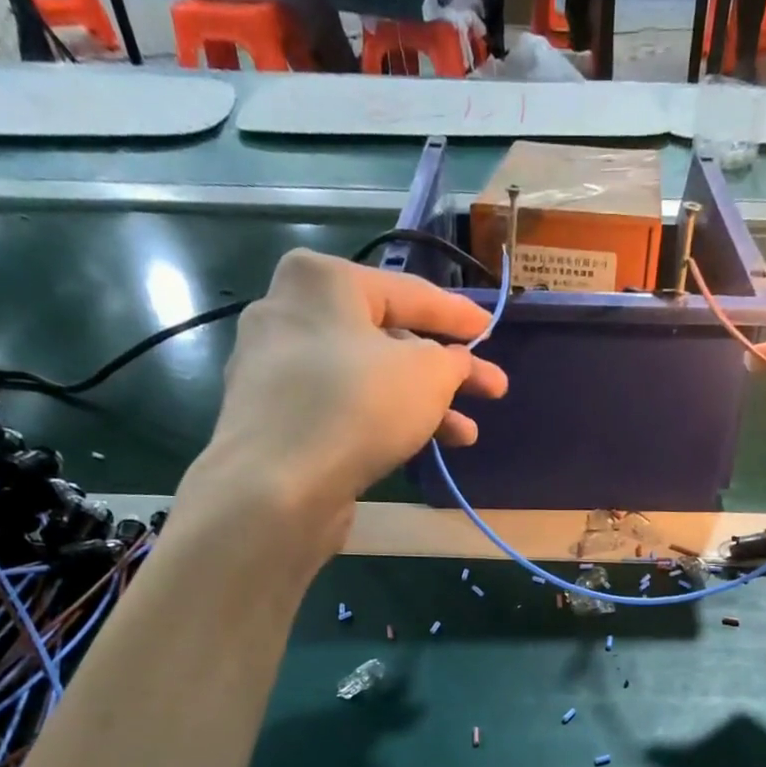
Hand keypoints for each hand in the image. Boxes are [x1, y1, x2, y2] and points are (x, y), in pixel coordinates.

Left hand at [175, 249, 507, 562]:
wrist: (278, 486)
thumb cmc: (357, 407)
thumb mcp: (428, 375)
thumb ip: (453, 362)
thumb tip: (454, 364)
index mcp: (322, 280)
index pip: (408, 291)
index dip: (457, 315)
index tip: (490, 330)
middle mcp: (290, 313)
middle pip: (386, 339)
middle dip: (444, 371)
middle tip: (490, 391)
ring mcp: (276, 370)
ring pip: (367, 380)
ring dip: (422, 406)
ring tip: (466, 436)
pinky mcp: (275, 419)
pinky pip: (342, 410)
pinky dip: (383, 422)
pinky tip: (417, 446)